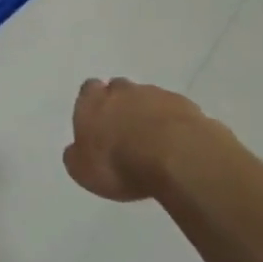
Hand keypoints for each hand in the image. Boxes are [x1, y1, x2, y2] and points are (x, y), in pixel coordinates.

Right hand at [63, 77, 220, 202]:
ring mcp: (156, 95)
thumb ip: (76, 156)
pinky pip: (176, 112)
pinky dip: (175, 125)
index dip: (93, 105)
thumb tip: (76, 151)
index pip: (88, 90)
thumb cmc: (119, 163)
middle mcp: (122, 90)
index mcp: (92, 101)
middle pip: (119, 90)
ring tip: (155, 143)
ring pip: (149, 99)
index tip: (99, 124)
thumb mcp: (83, 171)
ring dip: (150, 115)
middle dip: (122, 106)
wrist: (176, 156)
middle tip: (126, 132)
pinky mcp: (186, 106)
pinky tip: (179, 146)